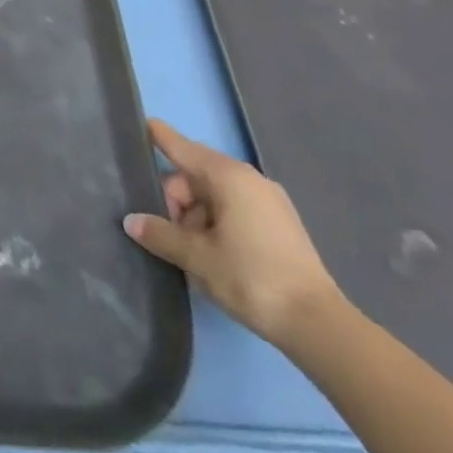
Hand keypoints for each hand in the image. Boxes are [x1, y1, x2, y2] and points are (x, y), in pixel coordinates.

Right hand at [123, 118, 342, 347]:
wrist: (321, 327)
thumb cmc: (252, 279)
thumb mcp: (198, 258)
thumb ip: (161, 234)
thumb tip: (131, 221)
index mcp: (227, 175)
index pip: (180, 146)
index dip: (157, 136)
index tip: (139, 124)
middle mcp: (248, 178)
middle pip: (195, 175)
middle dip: (175, 200)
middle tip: (166, 234)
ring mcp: (269, 201)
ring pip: (215, 195)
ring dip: (196, 217)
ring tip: (191, 254)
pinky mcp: (281, 225)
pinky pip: (236, 209)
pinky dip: (218, 223)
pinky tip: (214, 255)